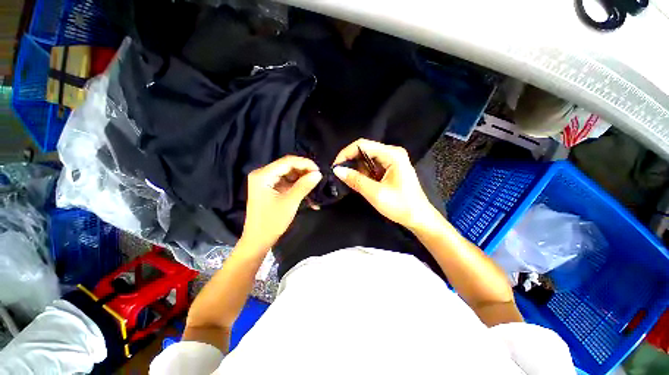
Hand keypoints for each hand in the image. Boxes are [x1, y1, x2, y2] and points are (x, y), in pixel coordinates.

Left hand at [241, 156, 321, 249]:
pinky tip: (308, 192)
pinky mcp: (270, 188)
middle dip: (304, 171)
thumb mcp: (290, 202)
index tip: (319, 170)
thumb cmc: (272, 222)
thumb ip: (304, 185)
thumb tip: (318, 173)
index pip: (287, 161)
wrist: (258, 240)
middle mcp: (263, 174)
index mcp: (263, 175)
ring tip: (315, 184)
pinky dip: (298, 186)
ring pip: (289, 174)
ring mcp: (266, 181)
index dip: (305, 163)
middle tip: (319, 177)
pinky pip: (287, 182)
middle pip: (288, 166)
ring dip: (302, 179)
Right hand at [333, 139, 436, 229]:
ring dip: (356, 168)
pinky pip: (372, 166)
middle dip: (350, 161)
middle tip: (340, 175)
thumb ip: (355, 180)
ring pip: (366, 158)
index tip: (335, 167)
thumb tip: (337, 170)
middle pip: (364, 150)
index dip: (346, 153)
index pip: (362, 145)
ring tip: (350, 181)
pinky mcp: (390, 168)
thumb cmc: (401, 206)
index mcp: (392, 154)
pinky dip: (363, 173)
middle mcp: (392, 153)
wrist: (419, 218)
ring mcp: (392, 160)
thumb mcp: (375, 193)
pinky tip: (360, 182)